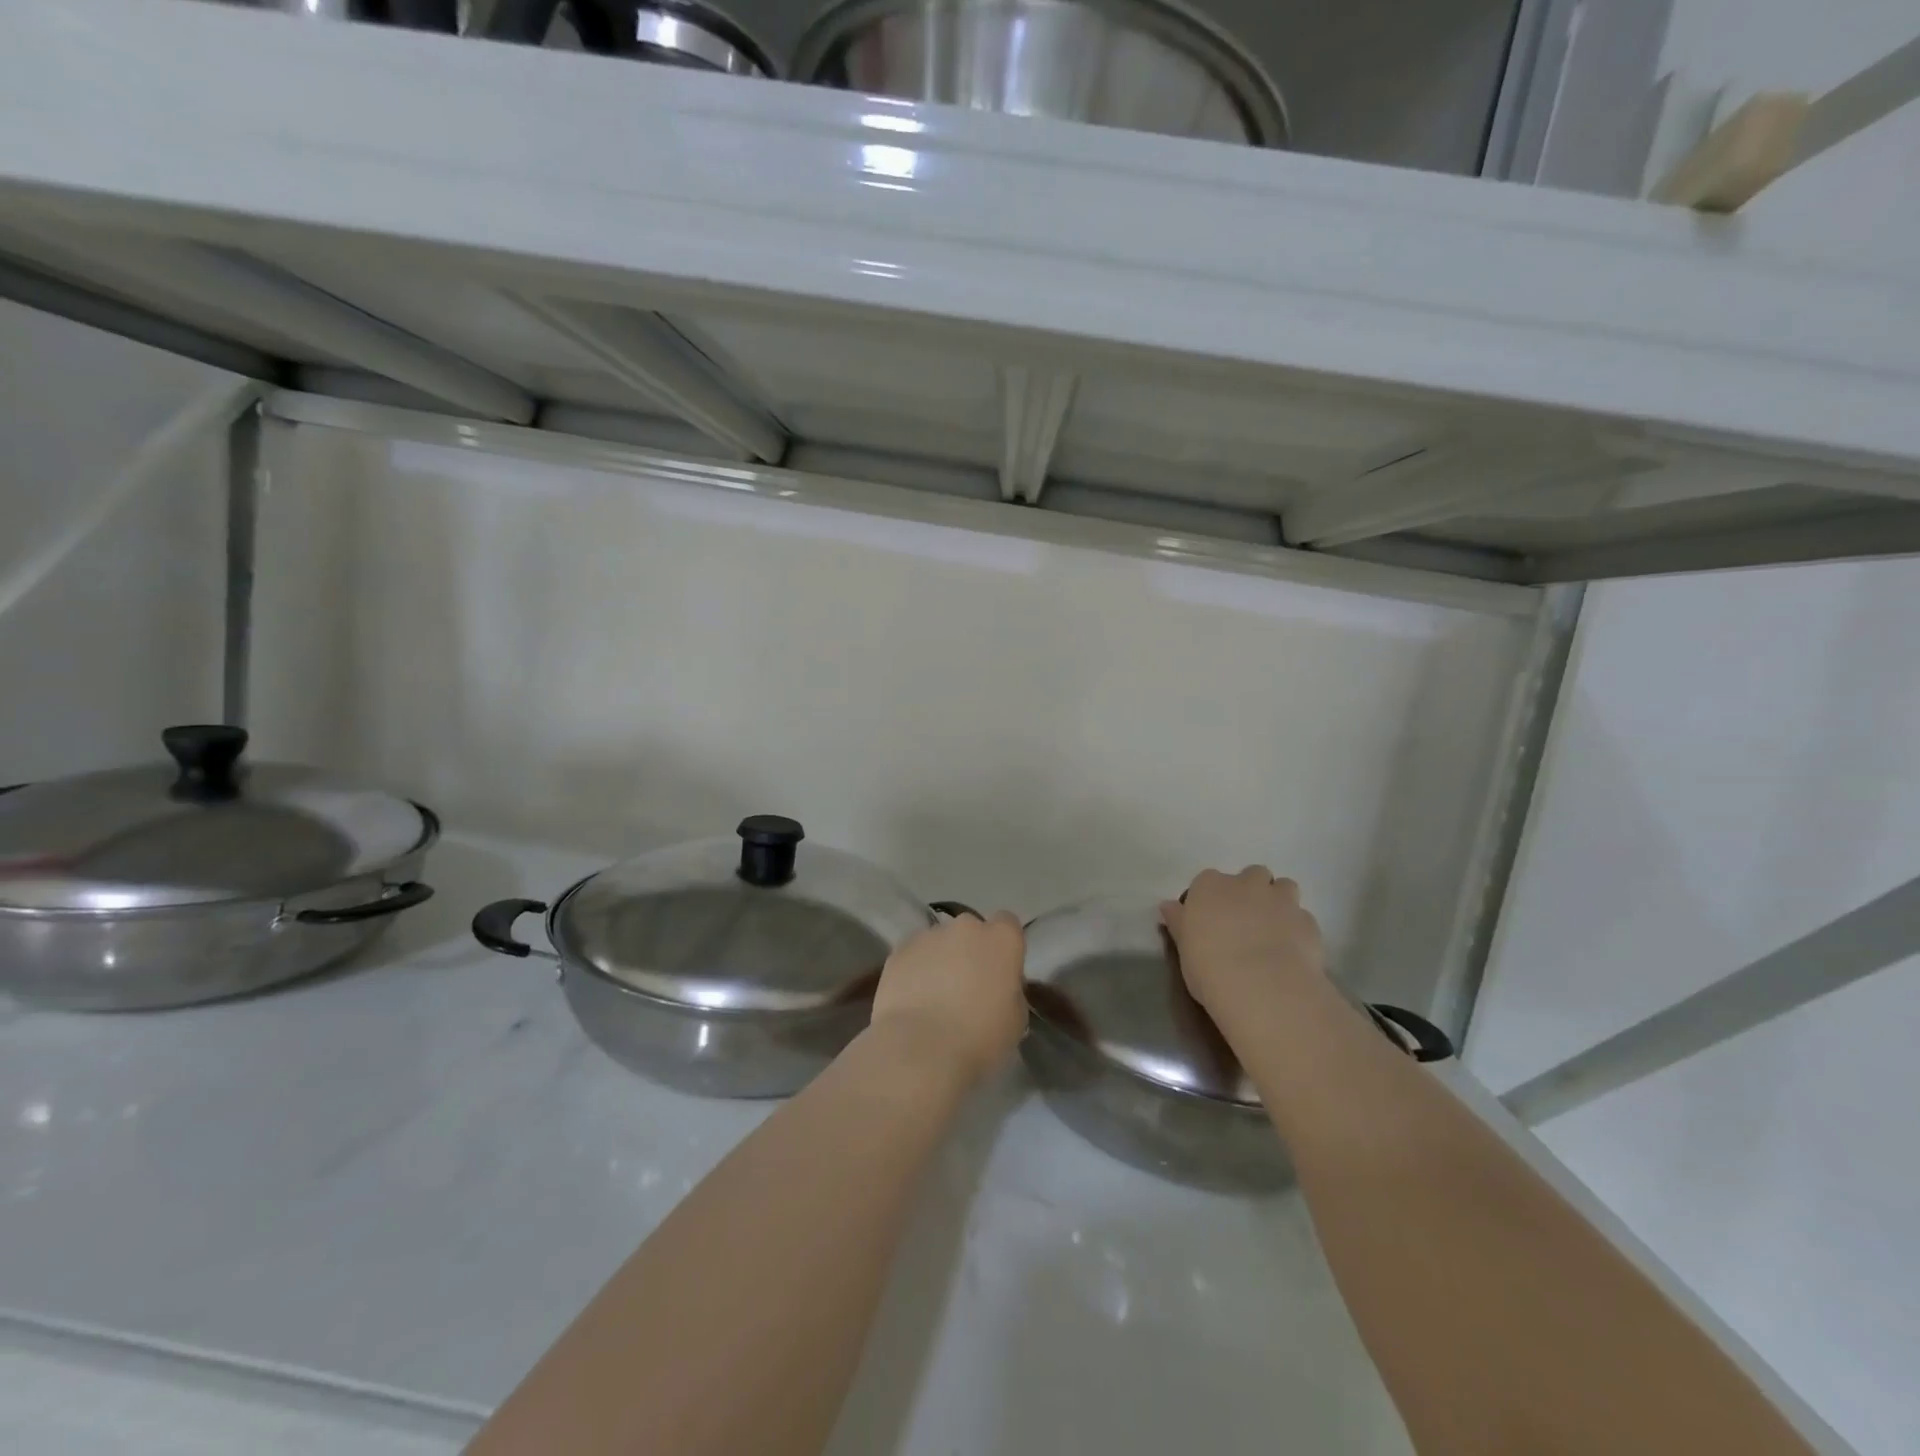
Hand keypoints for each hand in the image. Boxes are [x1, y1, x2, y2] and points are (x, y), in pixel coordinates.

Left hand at [869, 911, 1026, 1090]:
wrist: (920, 1048)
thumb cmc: (979, 1037)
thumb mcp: (1016, 1020)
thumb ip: (1011, 991)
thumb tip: (999, 988)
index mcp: (1002, 939)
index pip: (1008, 924)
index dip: (1003, 946)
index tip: (1000, 971)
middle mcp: (966, 927)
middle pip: (971, 931)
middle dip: (970, 951)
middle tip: (967, 986)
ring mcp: (929, 935)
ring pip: (939, 942)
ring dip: (941, 960)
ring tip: (934, 997)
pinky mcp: (899, 950)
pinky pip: (913, 955)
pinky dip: (914, 970)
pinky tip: (912, 999)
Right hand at [1160, 868, 1328, 1028]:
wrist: (1263, 987)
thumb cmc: (1210, 966)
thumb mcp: (1184, 948)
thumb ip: (1180, 923)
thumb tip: (1168, 906)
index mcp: (1210, 886)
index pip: (1209, 881)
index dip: (1213, 899)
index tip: (1211, 919)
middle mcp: (1246, 883)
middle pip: (1252, 875)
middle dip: (1251, 891)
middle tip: (1245, 921)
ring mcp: (1281, 900)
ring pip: (1284, 887)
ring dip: (1279, 902)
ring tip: (1273, 930)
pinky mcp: (1308, 922)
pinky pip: (1302, 918)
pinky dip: (1297, 929)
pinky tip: (1292, 952)